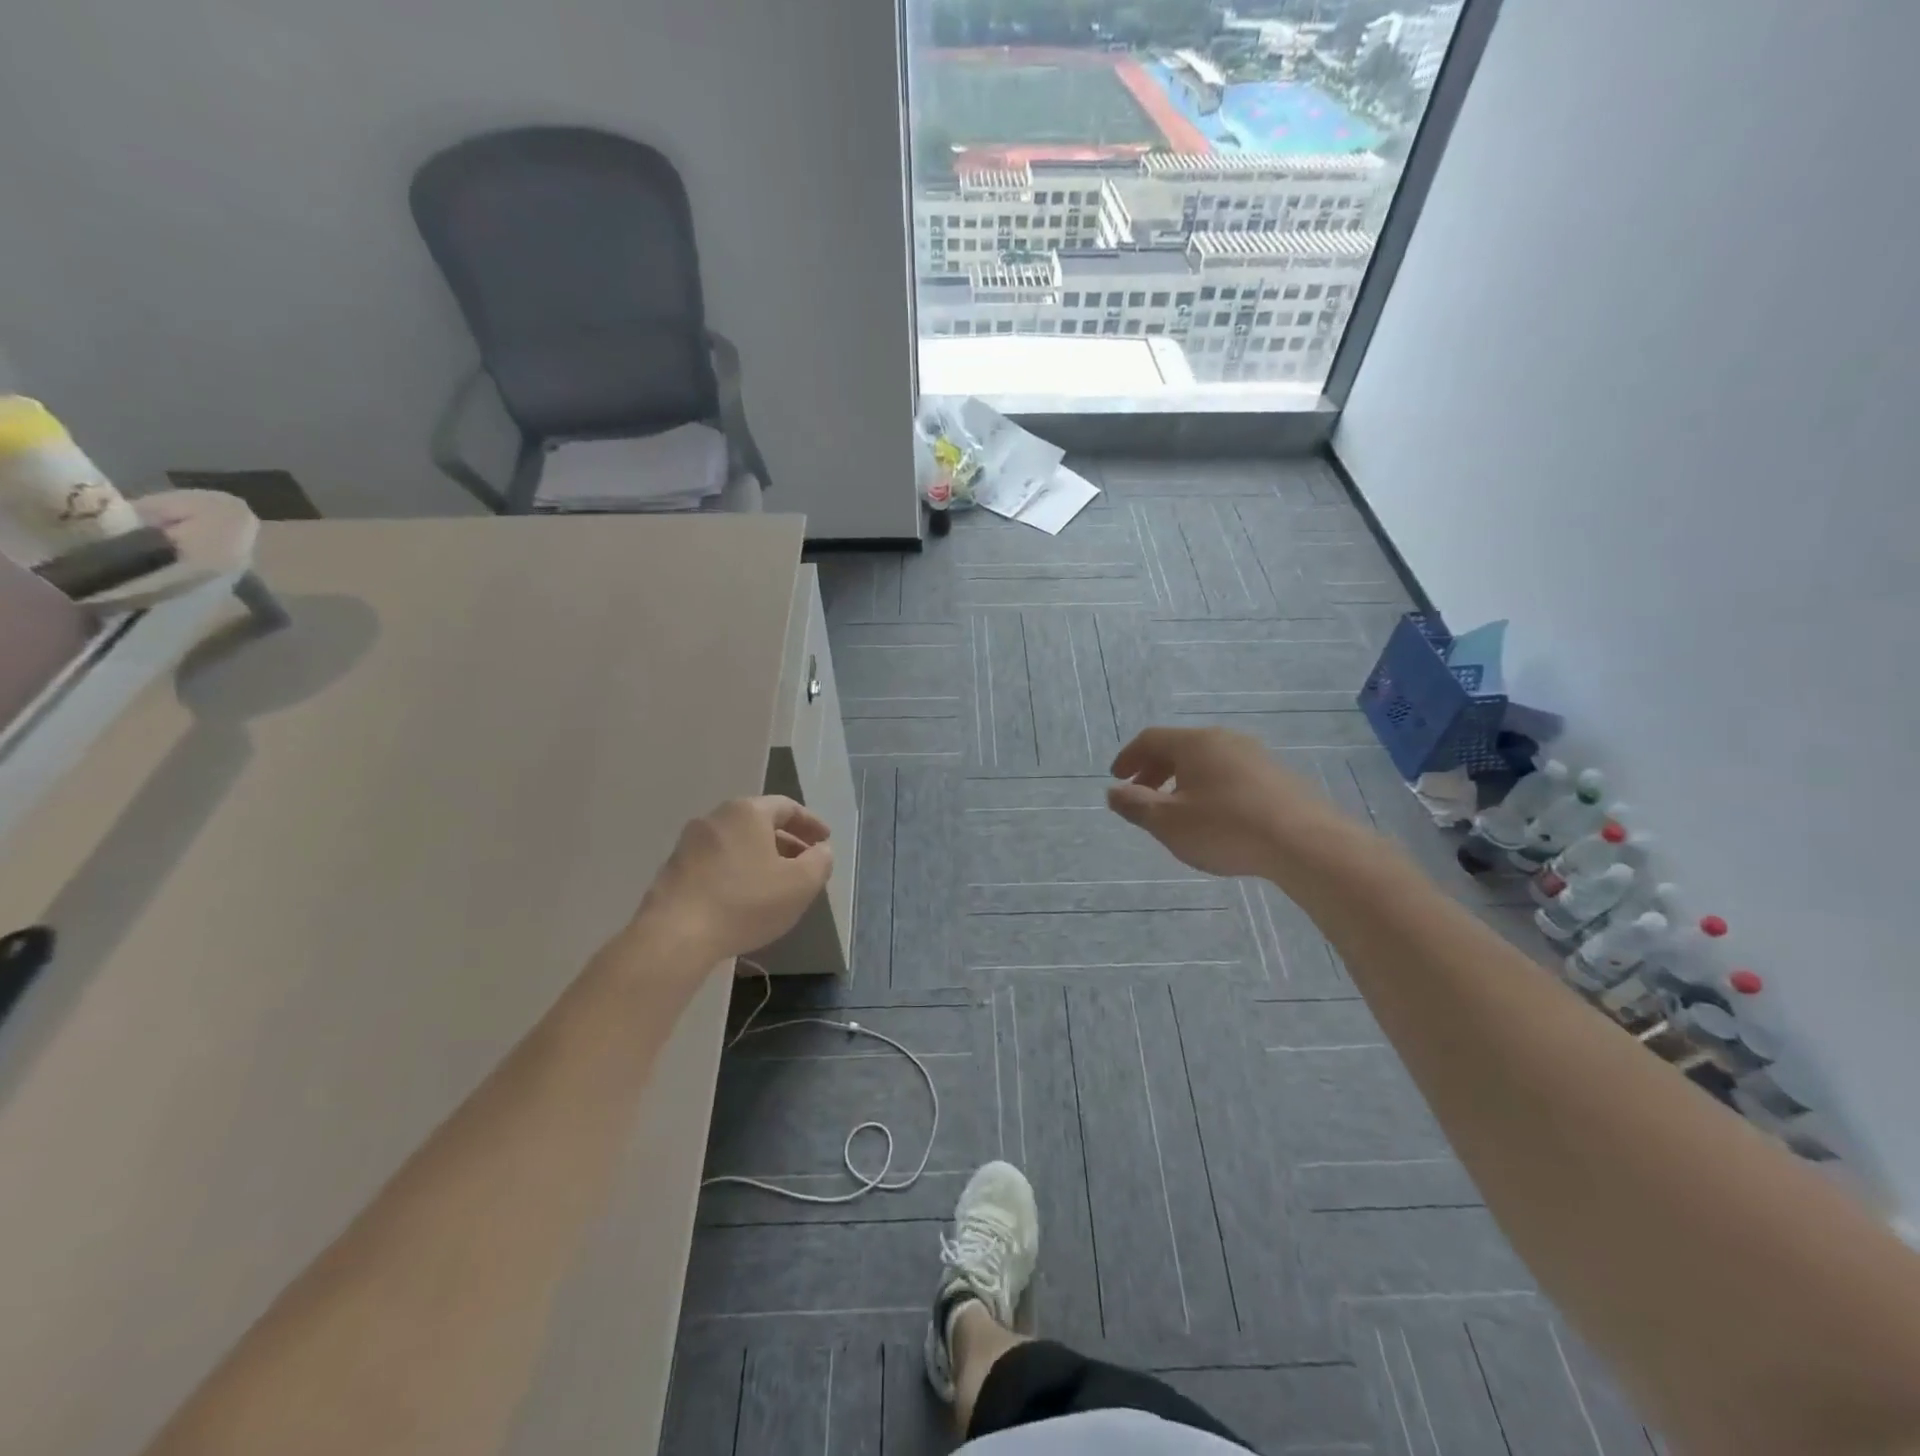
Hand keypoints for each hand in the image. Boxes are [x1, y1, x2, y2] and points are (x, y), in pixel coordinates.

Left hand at [636, 796, 832, 960]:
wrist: (675, 935)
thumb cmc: (746, 902)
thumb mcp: (800, 884)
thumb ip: (820, 862)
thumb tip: (821, 850)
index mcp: (748, 812)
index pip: (787, 807)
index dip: (811, 824)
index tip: (825, 841)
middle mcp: (716, 818)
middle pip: (759, 823)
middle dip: (786, 842)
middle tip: (805, 863)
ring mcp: (689, 843)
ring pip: (737, 843)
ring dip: (761, 858)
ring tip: (777, 884)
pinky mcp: (673, 870)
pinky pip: (717, 862)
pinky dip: (737, 872)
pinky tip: (744, 899)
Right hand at [1107, 726, 1353, 879]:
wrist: (1305, 843)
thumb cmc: (1226, 828)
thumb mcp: (1168, 822)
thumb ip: (1136, 805)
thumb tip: (1113, 791)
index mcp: (1195, 743)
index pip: (1150, 739)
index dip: (1128, 757)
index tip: (1116, 778)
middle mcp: (1225, 739)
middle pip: (1179, 747)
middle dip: (1154, 770)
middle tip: (1141, 794)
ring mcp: (1256, 756)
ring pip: (1207, 761)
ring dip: (1183, 780)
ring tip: (1177, 808)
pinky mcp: (1278, 776)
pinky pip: (1231, 774)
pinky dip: (1211, 788)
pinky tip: (1216, 816)